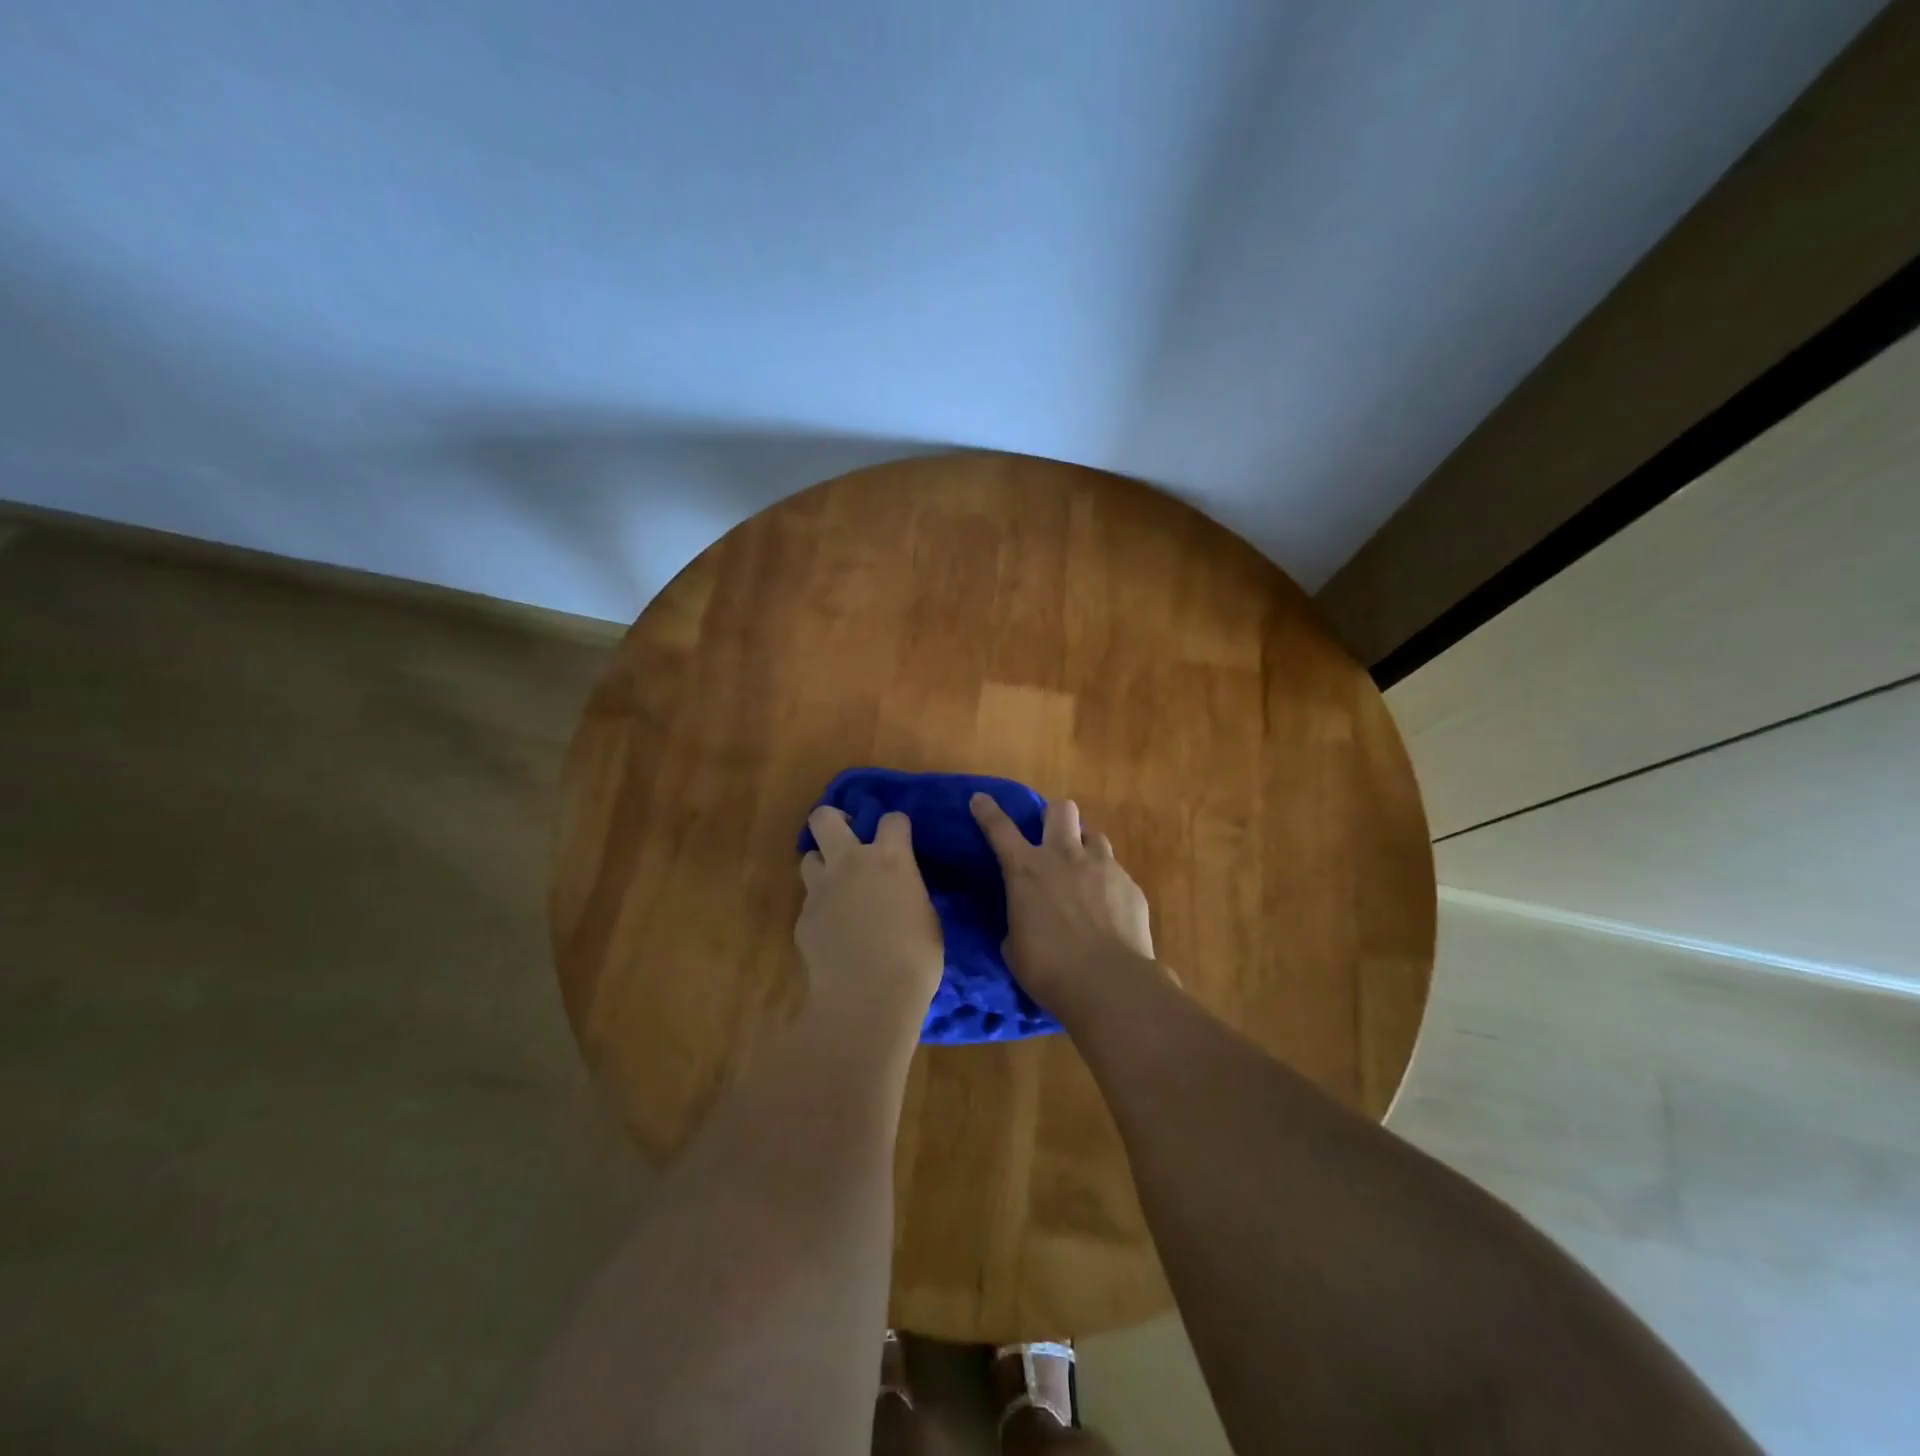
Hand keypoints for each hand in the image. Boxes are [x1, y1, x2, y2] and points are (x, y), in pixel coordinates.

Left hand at [796, 807, 943, 1040]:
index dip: (896, 826)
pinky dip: (820, 909)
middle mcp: (851, 863)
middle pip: (825, 818)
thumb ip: (909, 892)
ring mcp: (821, 890)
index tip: (900, 838)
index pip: (892, 819)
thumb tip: (900, 891)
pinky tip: (833, 931)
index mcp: (890, 859)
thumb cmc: (914, 959)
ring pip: (809, 857)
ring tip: (837, 886)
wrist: (867, 997)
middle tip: (848, 836)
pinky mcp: (803, 918)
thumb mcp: (926, 917)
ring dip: (823, 865)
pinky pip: (810, 901)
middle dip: (834, 819)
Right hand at [970, 793, 1154, 1013]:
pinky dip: (1108, 884)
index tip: (980, 799)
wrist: (1108, 984)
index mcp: (1026, 870)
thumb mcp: (1015, 946)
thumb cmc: (1048, 969)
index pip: (1000, 829)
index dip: (987, 811)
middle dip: (1054, 817)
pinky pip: (1116, 872)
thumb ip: (1019, 920)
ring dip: (1085, 849)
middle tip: (1052, 838)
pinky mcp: (1130, 884)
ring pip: (1094, 836)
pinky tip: (1109, 910)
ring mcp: (1102, 866)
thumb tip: (1026, 919)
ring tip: (1085, 874)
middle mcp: (1064, 856)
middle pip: (1060, 809)